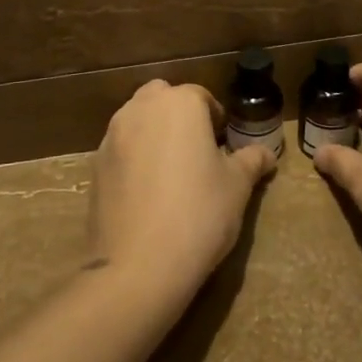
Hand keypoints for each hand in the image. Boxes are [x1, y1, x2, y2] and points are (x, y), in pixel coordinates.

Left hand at [88, 79, 275, 306]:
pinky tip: (146, 192)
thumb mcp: (237, 187)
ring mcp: (112, 135)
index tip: (224, 145)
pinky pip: (120, 148)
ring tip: (171, 171)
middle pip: (162, 97)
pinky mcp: (95, 165)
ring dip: (153, 132)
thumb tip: (267, 154)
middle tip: (196, 150)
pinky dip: (133, 157)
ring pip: (137, 119)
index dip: (215, 118)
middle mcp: (141, 109)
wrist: (138, 265)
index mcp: (179, 104)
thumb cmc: (199, 214)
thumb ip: (251, 161)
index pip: (201, 96)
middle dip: (178, 115)